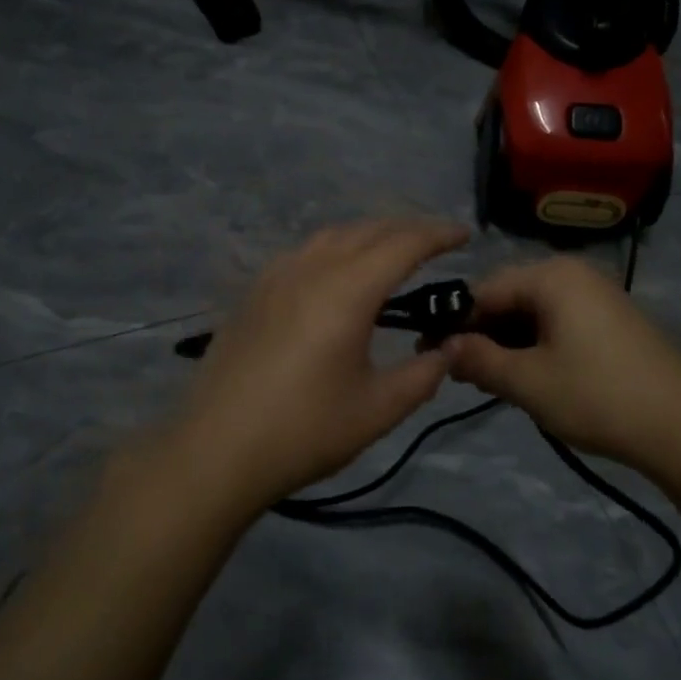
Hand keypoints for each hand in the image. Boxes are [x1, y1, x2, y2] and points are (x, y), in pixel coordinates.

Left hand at [168, 218, 469, 509]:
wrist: (216, 450)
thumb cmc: (305, 430)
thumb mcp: (378, 409)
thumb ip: (423, 374)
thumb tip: (447, 348)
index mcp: (347, 290)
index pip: (403, 244)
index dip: (438, 234)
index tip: (465, 233)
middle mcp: (311, 269)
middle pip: (367, 231)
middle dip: (407, 229)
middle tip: (437, 242)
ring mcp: (276, 276)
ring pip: (331, 236)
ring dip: (369, 235)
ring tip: (391, 252)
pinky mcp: (253, 293)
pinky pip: (304, 252)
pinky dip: (335, 249)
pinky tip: (337, 274)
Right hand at [444, 255, 680, 475]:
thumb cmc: (599, 396)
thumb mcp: (528, 382)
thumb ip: (479, 360)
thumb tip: (443, 347)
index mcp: (552, 276)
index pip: (484, 289)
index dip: (454, 322)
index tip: (429, 353)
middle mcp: (574, 273)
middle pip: (509, 297)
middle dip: (481, 334)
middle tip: (459, 372)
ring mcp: (597, 295)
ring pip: (533, 312)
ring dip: (508, 343)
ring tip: (490, 379)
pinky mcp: (612, 320)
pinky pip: (558, 322)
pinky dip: (536, 345)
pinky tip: (528, 376)